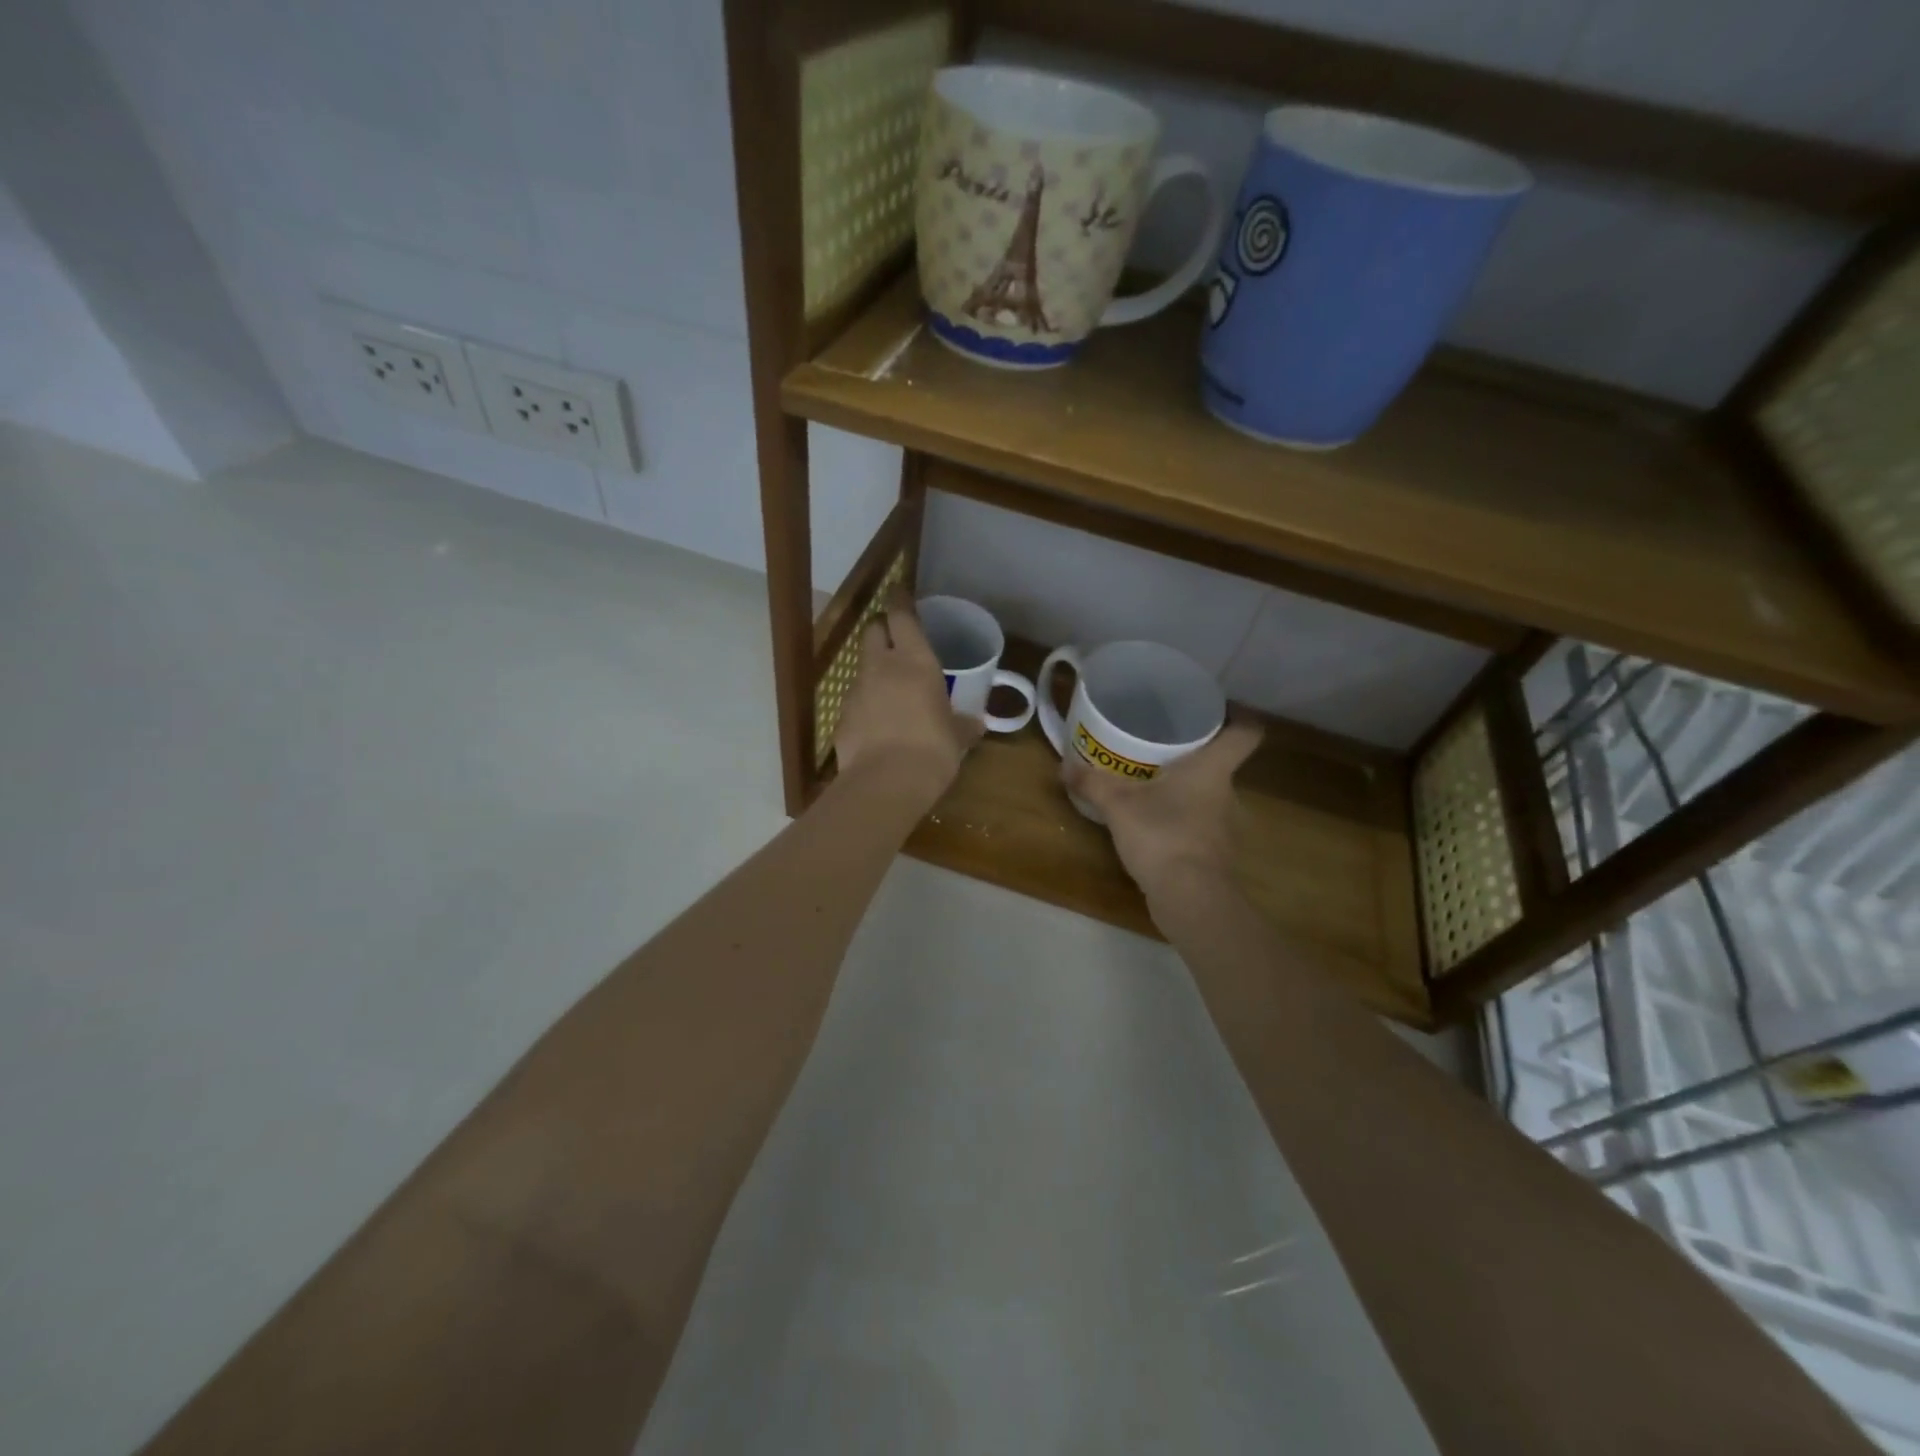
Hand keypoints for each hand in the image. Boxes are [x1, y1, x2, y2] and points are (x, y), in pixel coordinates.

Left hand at [833, 591, 983, 795]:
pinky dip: (865, 705)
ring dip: (874, 671)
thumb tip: (976, 724)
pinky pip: (854, 701)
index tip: (898, 593)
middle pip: (872, 631)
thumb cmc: (933, 751)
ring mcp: (856, 691)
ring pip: (862, 667)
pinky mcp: (841, 717)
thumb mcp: (957, 737)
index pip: (902, 616)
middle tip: (896, 641)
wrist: (886, 784)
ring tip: (890, 691)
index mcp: (915, 661)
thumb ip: (963, 725)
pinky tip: (877, 725)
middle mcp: (881, 667)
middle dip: (882, 631)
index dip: (899, 602)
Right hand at [1061, 717, 1263, 899]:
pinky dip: (1182, 822)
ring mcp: (1226, 827)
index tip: (1218, 710)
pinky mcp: (1216, 855)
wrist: (1190, 899)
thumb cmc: (1163, 836)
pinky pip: (1200, 827)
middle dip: (1194, 757)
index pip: (1246, 732)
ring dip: (1186, 793)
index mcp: (1213, 769)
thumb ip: (1093, 784)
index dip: (1239, 717)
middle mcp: (1227, 793)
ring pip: (1209, 797)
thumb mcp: (1118, 805)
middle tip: (1162, 749)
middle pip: (1221, 765)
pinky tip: (1155, 825)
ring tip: (1153, 787)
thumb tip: (1064, 767)